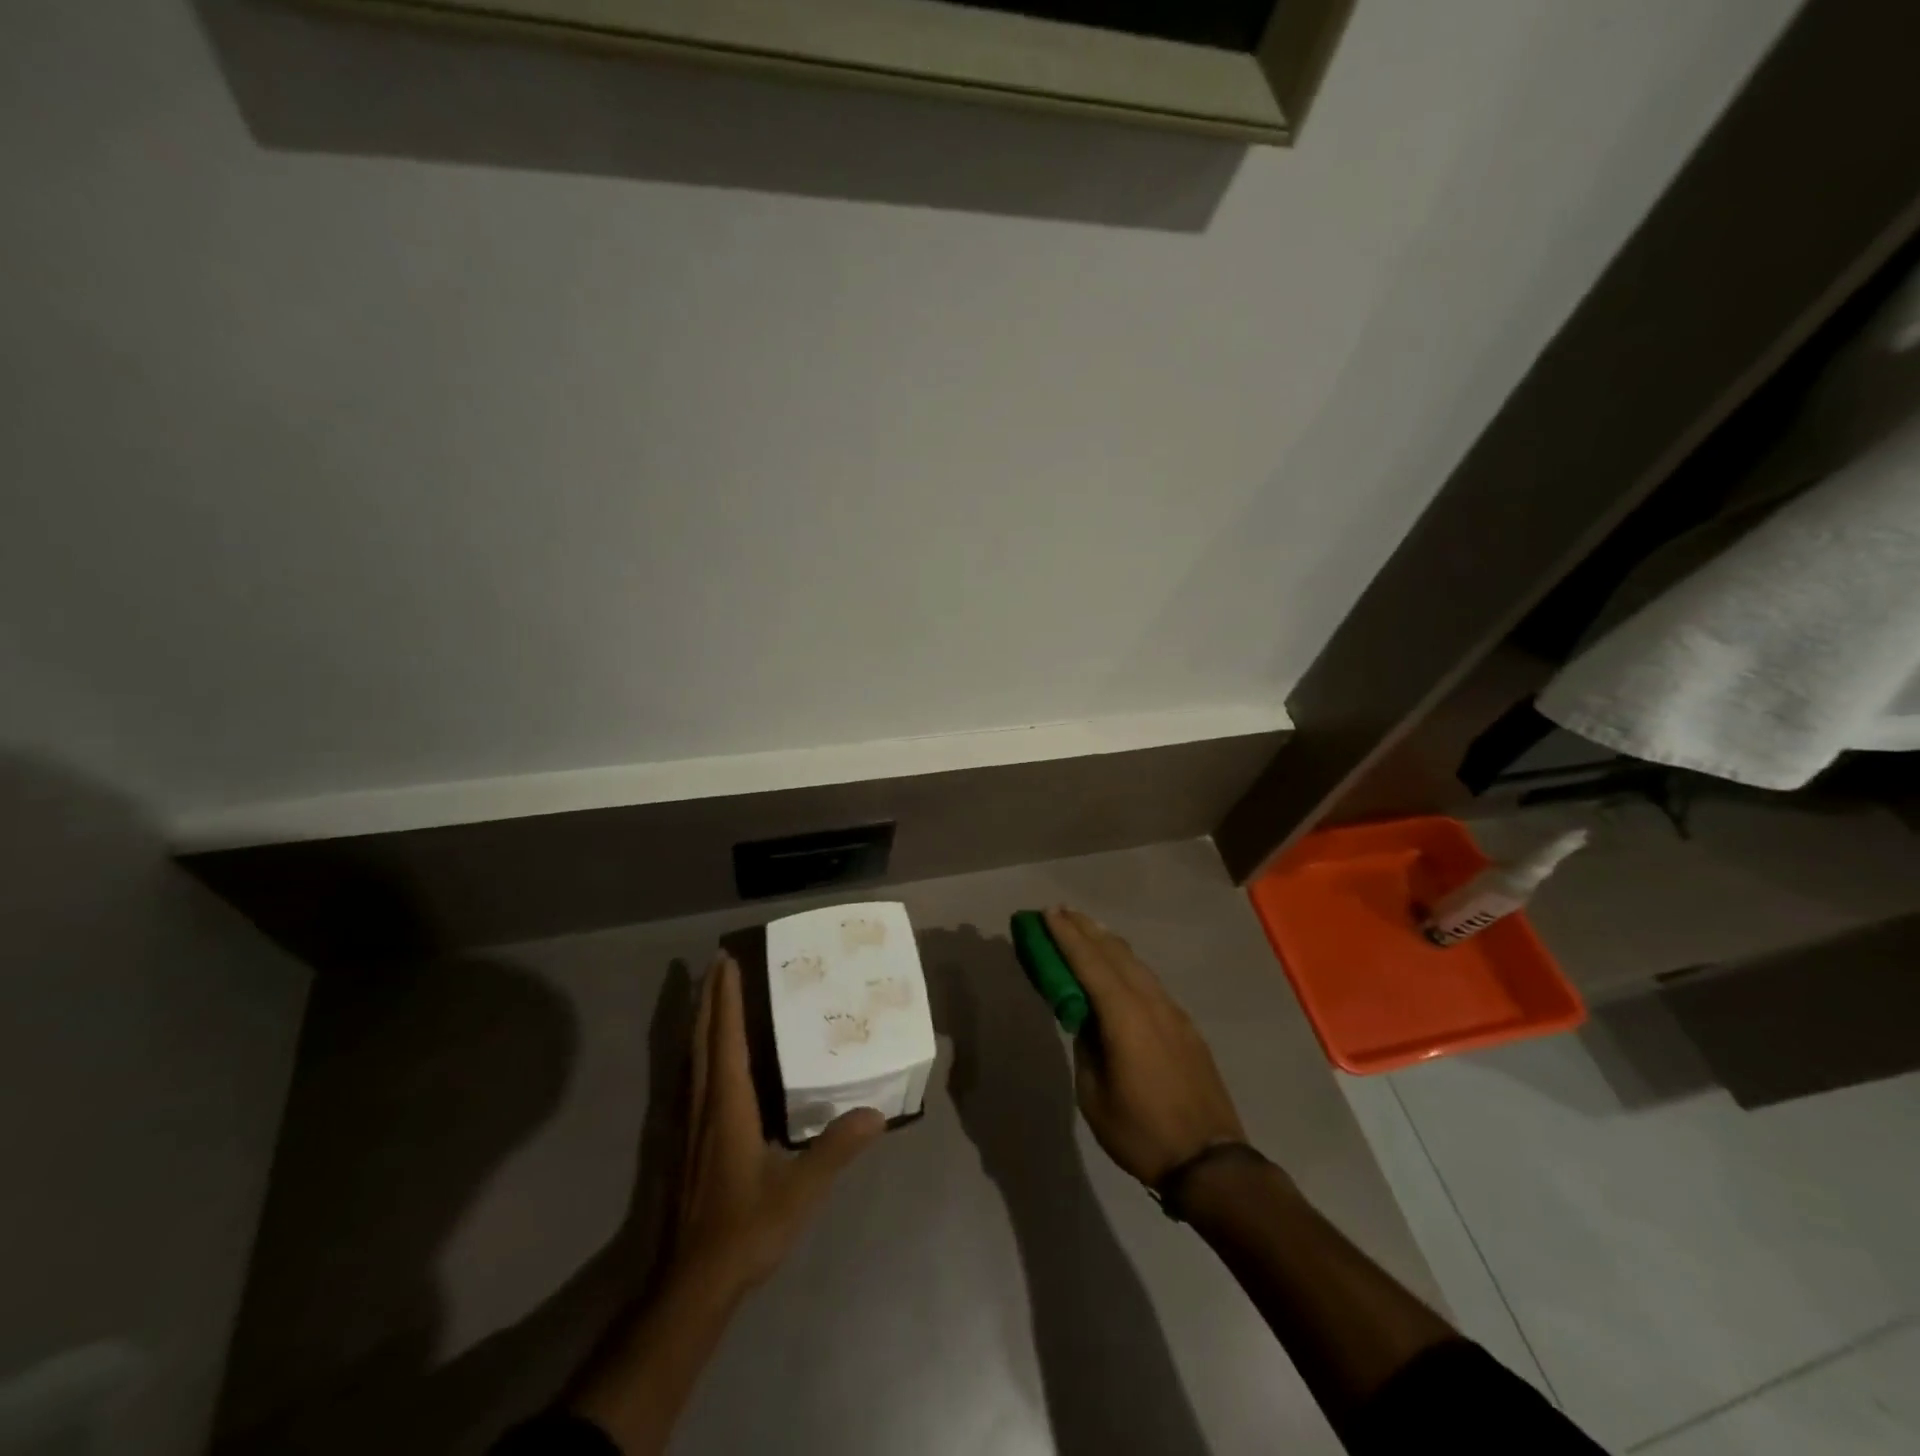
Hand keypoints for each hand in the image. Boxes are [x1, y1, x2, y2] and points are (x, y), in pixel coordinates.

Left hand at [673, 952, 884, 1291]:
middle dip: (709, 998)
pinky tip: (707, 1054)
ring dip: (701, 1020)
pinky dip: (699, 1049)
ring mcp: (691, 1124)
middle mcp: (705, 1105)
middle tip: (718, 961)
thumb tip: (876, 1113)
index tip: (727, 961)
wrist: (692, 1283)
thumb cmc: (745, 1230)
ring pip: (692, 1057)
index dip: (726, 999)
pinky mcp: (687, 1141)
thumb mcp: (799, 1192)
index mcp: (729, 1106)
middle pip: (704, 1039)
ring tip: (710, 993)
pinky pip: (692, 1077)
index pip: (727, 1039)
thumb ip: (835, 1150)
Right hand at [1045, 907, 1246, 1185]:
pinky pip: (1150, 981)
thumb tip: (1086, 1020)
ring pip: (1136, 964)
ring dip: (1108, 944)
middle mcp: (1151, 1002)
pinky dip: (1127, 965)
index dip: (1066, 936)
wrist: (1210, 1162)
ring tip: (1087, 930)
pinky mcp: (1186, 1026)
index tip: (1048, 913)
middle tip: (1061, 912)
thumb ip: (1087, 1047)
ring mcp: (1173, 1012)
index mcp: (1124, 1016)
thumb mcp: (1094, 1095)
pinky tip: (1120, 969)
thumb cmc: (1141, 1132)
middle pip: (1115, 953)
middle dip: (1086, 930)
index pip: (1089, 963)